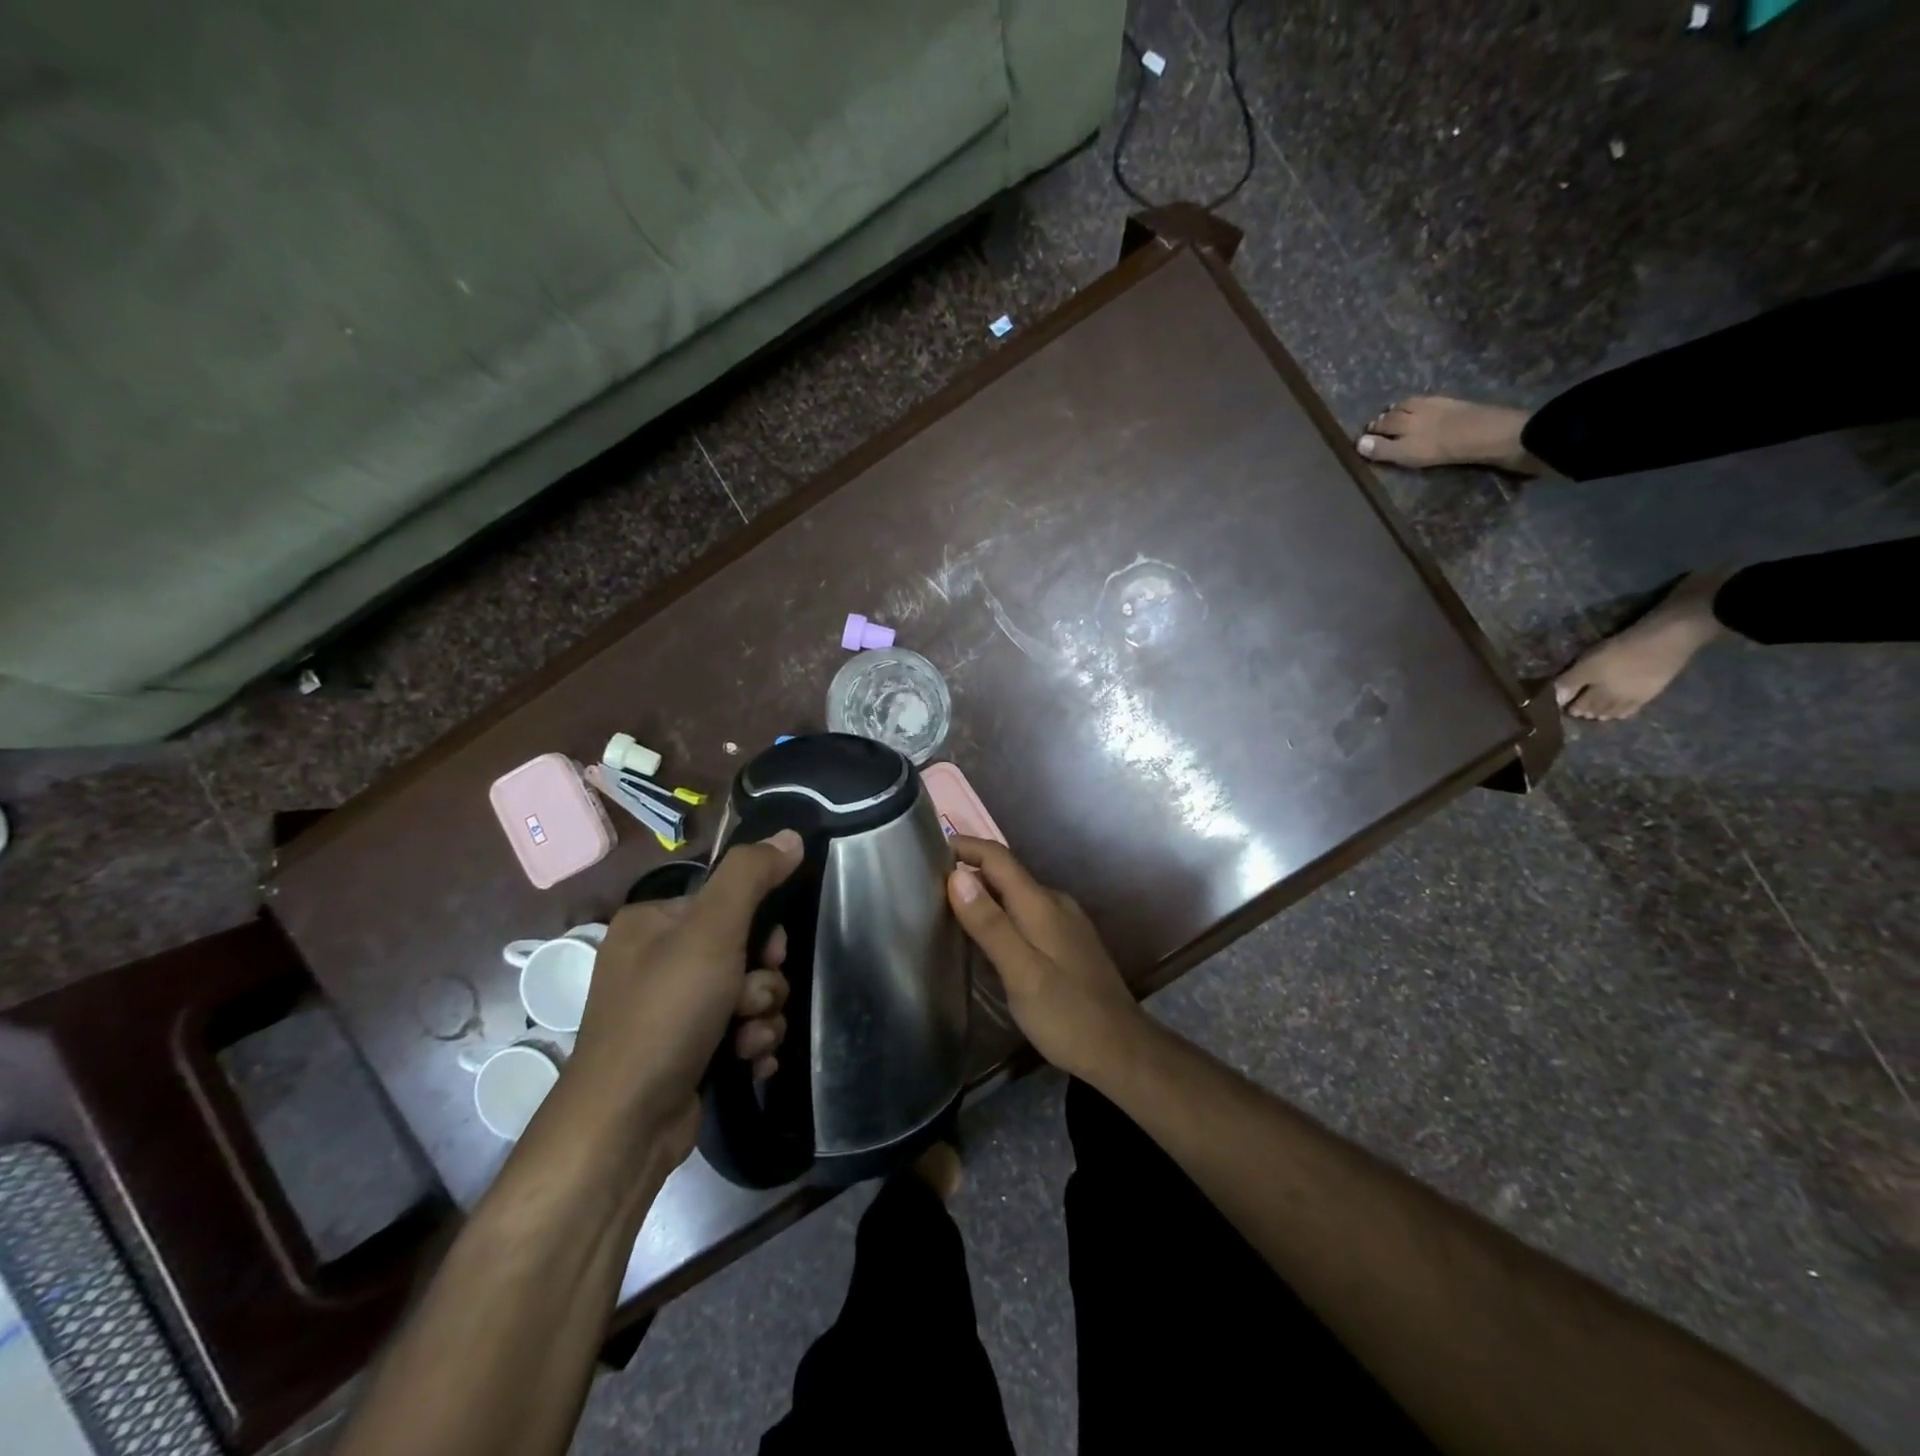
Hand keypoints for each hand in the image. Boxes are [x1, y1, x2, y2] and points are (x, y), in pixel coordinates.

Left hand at [560, 831, 801, 1160]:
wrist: (625, 1126)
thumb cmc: (666, 1014)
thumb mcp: (712, 932)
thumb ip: (751, 877)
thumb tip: (791, 835)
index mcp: (653, 922)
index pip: (729, 901)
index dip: (760, 927)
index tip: (766, 954)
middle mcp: (658, 960)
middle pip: (745, 950)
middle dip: (762, 981)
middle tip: (750, 1002)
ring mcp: (672, 1009)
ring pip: (750, 993)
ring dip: (761, 1016)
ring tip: (745, 1041)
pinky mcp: (687, 1050)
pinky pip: (740, 1030)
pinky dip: (751, 1044)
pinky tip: (749, 1062)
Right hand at [946, 837, 1148, 1082]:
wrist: (1122, 1051)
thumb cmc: (1067, 1014)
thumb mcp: (1021, 972)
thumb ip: (989, 924)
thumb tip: (955, 875)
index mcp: (1041, 904)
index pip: (998, 857)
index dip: (964, 846)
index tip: (928, 850)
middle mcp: (1055, 903)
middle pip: (1006, 873)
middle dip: (969, 870)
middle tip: (928, 886)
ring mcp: (1066, 923)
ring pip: (1017, 895)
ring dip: (985, 894)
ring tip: (949, 910)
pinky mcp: (1069, 943)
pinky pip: (1028, 914)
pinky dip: (1002, 914)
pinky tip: (988, 939)